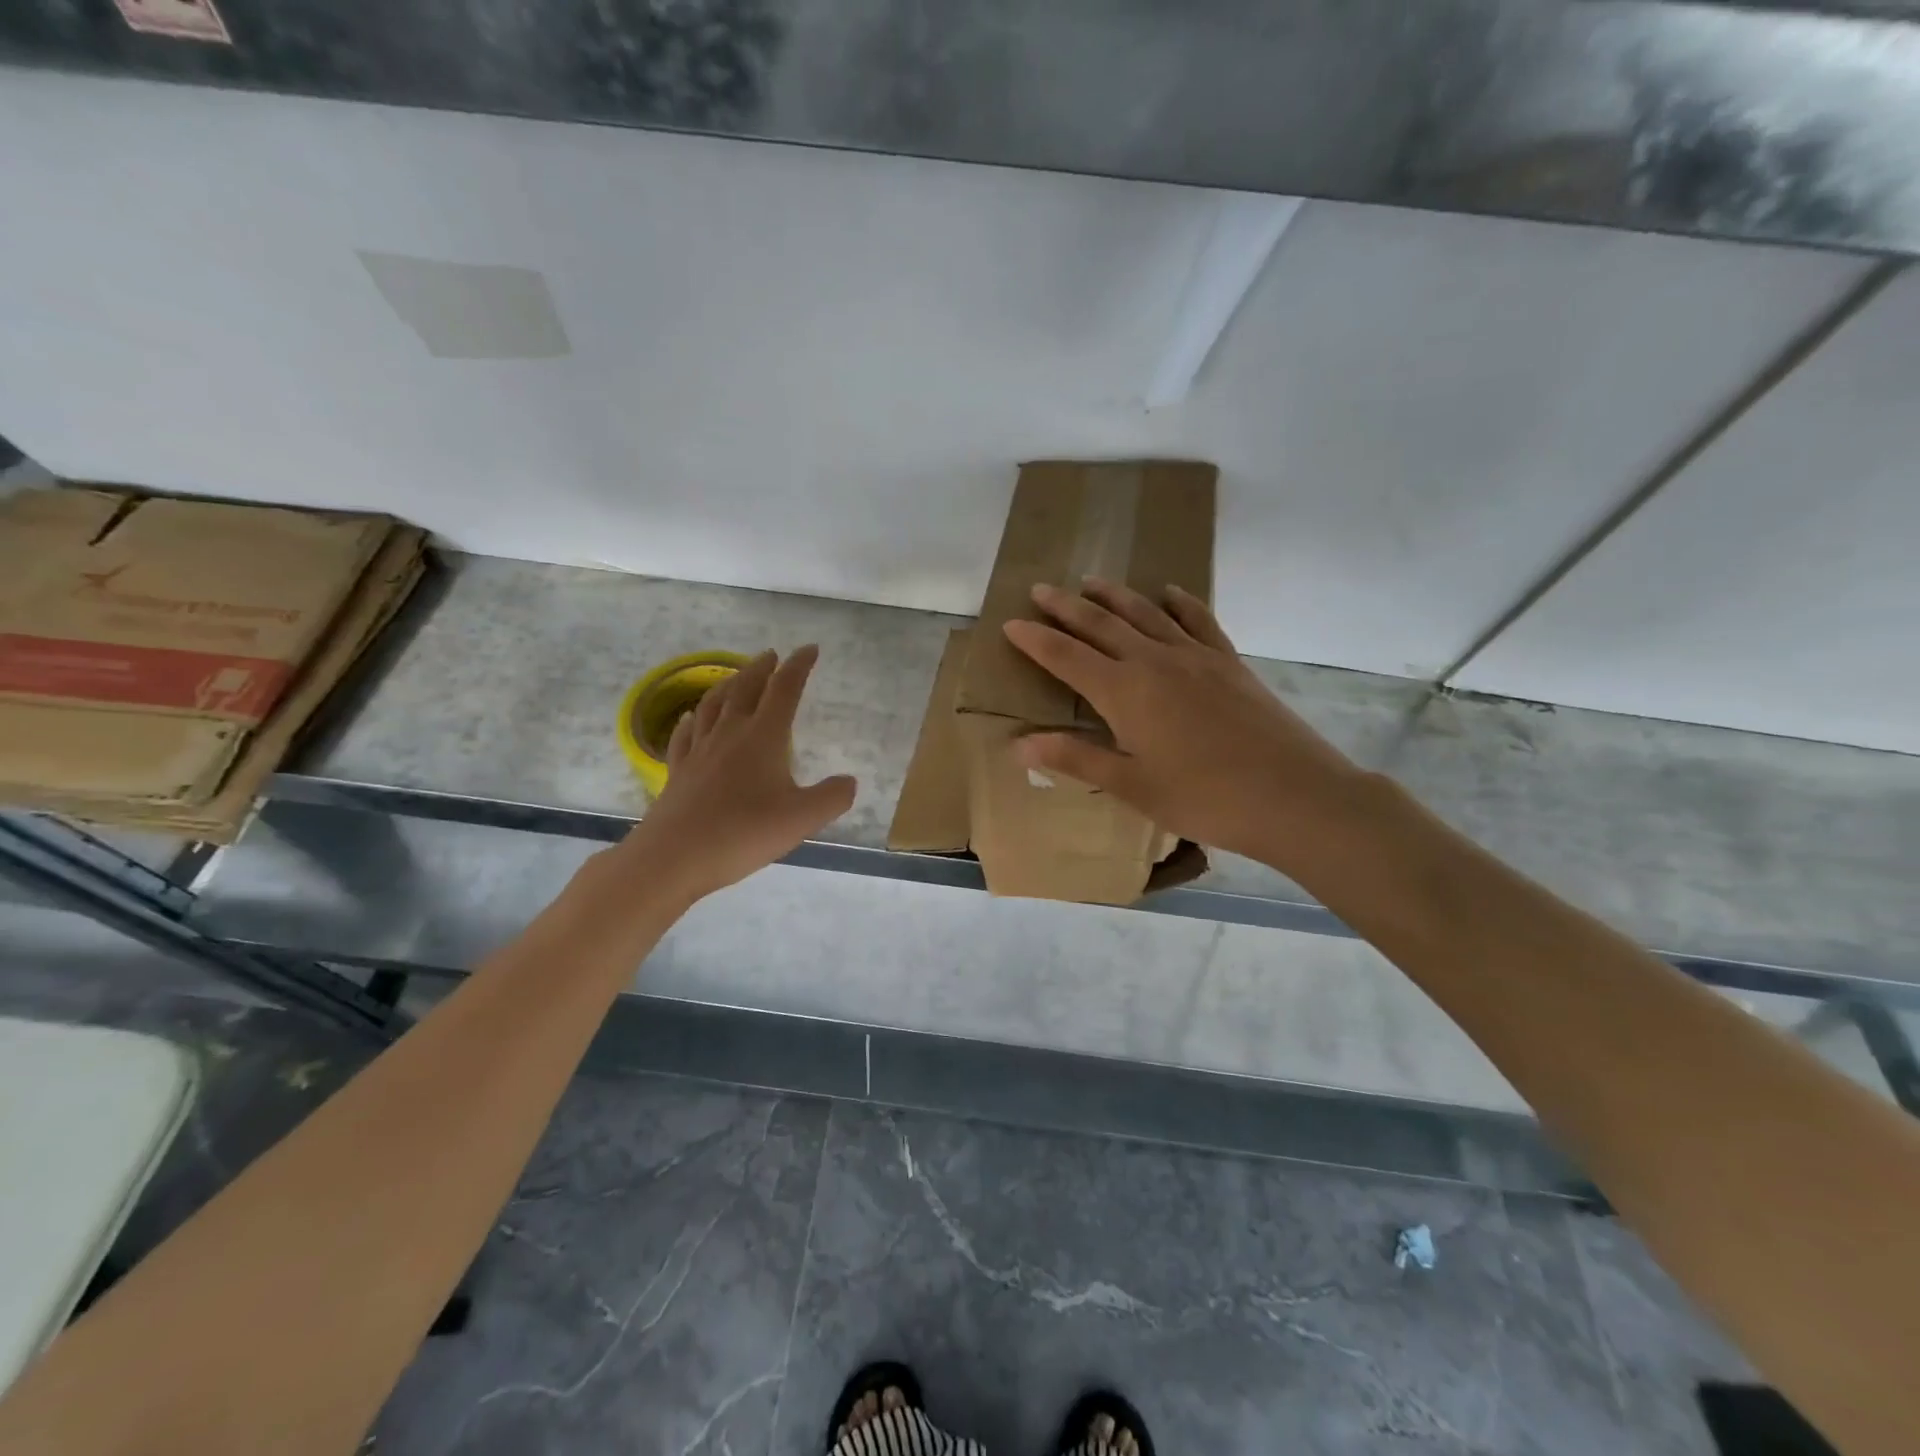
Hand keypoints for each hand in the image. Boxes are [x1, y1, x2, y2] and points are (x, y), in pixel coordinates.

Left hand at [619, 646, 856, 905]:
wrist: (674, 857)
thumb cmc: (743, 833)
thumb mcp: (802, 819)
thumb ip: (832, 797)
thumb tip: (850, 782)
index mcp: (763, 736)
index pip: (784, 689)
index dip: (799, 666)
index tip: (810, 649)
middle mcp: (729, 733)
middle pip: (745, 688)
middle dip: (762, 668)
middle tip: (772, 655)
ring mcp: (699, 750)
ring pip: (713, 704)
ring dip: (728, 684)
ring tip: (736, 676)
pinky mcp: (678, 770)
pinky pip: (685, 733)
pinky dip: (693, 718)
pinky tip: (692, 717)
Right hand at [1003, 581, 1366, 869]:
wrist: (1293, 795)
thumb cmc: (1204, 798)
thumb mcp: (1132, 786)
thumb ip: (1076, 759)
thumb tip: (1019, 745)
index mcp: (1124, 692)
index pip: (1067, 657)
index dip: (1036, 639)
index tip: (1011, 622)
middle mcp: (1154, 661)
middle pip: (1101, 625)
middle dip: (1067, 607)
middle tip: (1040, 589)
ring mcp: (1196, 656)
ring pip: (1146, 614)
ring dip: (1114, 596)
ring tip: (1091, 581)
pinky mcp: (1229, 662)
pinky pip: (1199, 621)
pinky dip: (1180, 603)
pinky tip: (1170, 593)